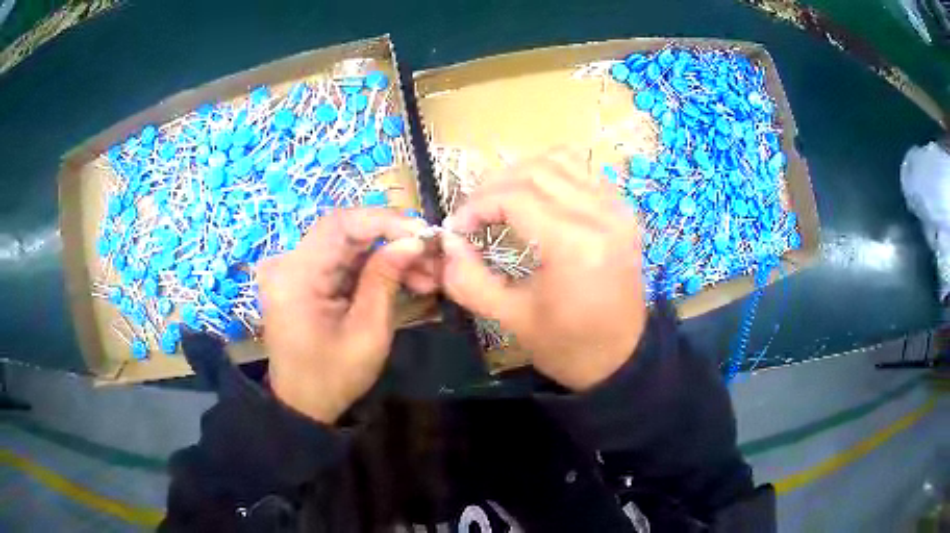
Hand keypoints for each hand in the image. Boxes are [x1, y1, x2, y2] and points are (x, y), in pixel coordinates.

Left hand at [257, 209, 435, 422]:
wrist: (303, 403)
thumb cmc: (333, 377)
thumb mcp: (368, 332)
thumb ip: (386, 279)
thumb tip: (414, 240)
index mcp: (296, 275)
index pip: (340, 224)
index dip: (384, 220)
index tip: (424, 233)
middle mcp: (289, 263)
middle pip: (345, 231)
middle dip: (393, 238)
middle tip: (432, 256)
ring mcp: (295, 269)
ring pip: (349, 244)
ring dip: (388, 253)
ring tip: (426, 275)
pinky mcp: (305, 277)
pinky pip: (344, 261)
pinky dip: (374, 267)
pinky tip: (404, 279)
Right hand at [442, 149, 647, 390]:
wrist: (622, 358)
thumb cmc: (568, 345)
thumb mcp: (512, 319)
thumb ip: (470, 280)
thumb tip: (447, 244)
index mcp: (575, 245)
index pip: (514, 197)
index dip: (476, 206)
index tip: (456, 229)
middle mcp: (600, 214)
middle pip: (534, 171)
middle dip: (493, 187)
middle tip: (474, 215)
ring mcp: (616, 208)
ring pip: (559, 160)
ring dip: (522, 173)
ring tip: (502, 201)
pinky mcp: (622, 210)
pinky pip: (582, 171)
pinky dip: (552, 175)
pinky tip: (538, 199)